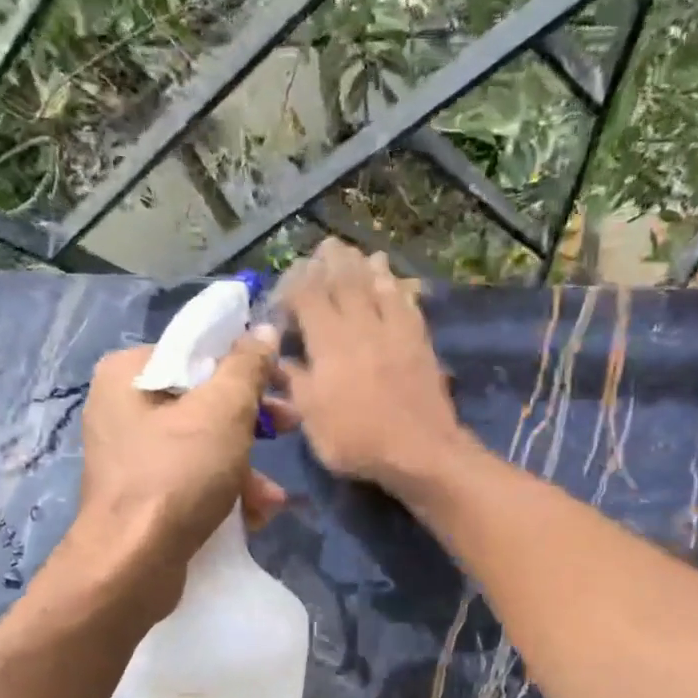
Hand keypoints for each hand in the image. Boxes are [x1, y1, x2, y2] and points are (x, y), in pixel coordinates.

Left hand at [64, 329, 286, 620]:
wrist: (132, 566)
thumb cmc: (176, 476)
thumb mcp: (222, 412)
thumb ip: (246, 367)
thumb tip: (262, 329)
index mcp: (129, 372)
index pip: (197, 349)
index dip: (246, 364)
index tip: (282, 383)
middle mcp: (123, 407)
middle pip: (204, 399)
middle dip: (253, 422)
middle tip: (290, 427)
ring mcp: (132, 455)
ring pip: (204, 444)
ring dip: (247, 468)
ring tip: (272, 496)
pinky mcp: (144, 495)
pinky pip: (193, 478)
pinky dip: (224, 491)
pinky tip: (253, 515)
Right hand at [276, 239, 474, 492]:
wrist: (420, 451)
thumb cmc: (358, 440)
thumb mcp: (312, 419)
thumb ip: (295, 383)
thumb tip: (277, 360)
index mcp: (329, 341)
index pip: (307, 295)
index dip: (293, 284)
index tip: (285, 290)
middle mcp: (361, 325)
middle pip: (345, 279)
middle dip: (331, 260)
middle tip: (324, 247)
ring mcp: (394, 330)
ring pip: (378, 284)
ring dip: (366, 265)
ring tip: (359, 254)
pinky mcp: (420, 341)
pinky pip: (407, 303)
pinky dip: (398, 287)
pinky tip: (395, 282)